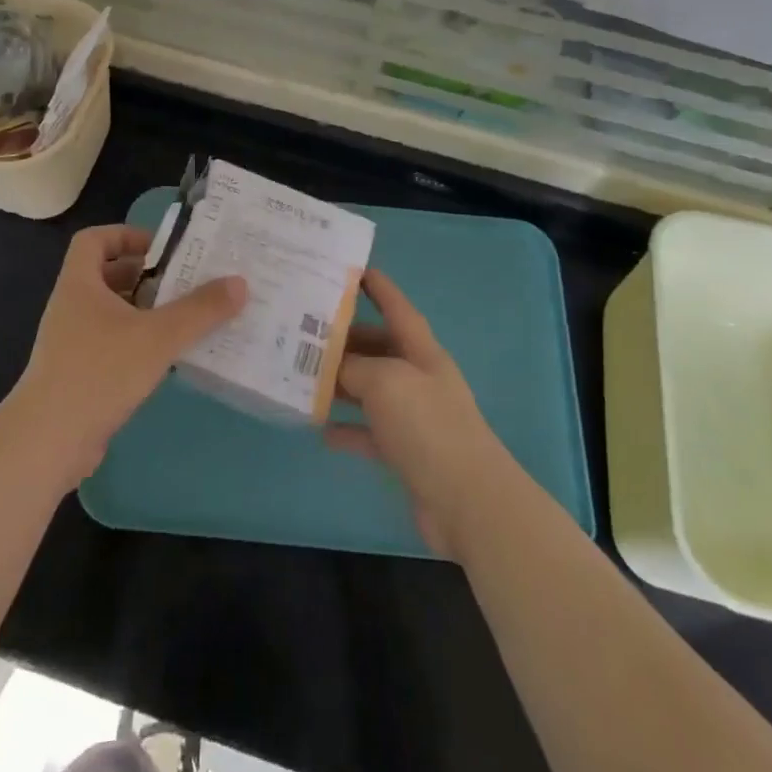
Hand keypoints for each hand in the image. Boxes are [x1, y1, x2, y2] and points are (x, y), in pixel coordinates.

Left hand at [11, 224, 246, 484]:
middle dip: (146, 276)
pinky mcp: (78, 375)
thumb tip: (240, 282)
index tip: (160, 249)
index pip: (94, 240)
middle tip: (184, 281)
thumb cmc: (99, 372)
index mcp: (80, 284)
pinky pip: (112, 345)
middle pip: (107, 276)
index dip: (125, 235)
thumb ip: (200, 309)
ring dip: (145, 311)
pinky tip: (167, 358)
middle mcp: (72, 307)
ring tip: (185, 317)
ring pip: (112, 313)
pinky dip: (138, 343)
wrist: (48, 442)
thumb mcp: (158, 336)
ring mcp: (71, 343)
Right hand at [324, 270, 511, 557]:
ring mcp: (413, 417)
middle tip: (305, 332)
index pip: (397, 308)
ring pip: (370, 389)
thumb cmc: (428, 426)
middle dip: (346, 339)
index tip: (353, 270)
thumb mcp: (386, 381)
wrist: (468, 501)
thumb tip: (332, 366)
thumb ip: (355, 366)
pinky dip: (347, 428)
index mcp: (421, 351)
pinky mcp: (405, 453)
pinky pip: (369, 432)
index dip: (378, 287)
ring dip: (341, 383)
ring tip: (303, 377)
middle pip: (378, 348)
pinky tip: (320, 429)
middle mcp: (418, 378)